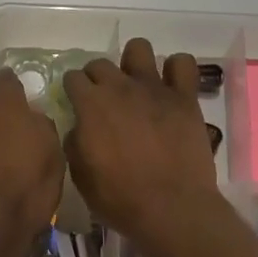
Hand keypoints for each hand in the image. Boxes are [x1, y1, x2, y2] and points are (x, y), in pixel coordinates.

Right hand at [63, 39, 226, 250]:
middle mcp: (120, 87)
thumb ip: (75, 142)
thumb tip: (79, 126)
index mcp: (91, 104)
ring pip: (139, 48)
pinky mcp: (184, 97)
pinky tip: (171, 87)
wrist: (171, 208)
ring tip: (137, 85)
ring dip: (133, 63)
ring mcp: (155, 88)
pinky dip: (176, 70)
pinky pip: (183, 63)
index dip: (73, 91)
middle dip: (97, 78)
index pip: (73, 78)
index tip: (77, 105)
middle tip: (104, 101)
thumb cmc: (119, 197)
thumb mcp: (80, 175)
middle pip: (100, 63)